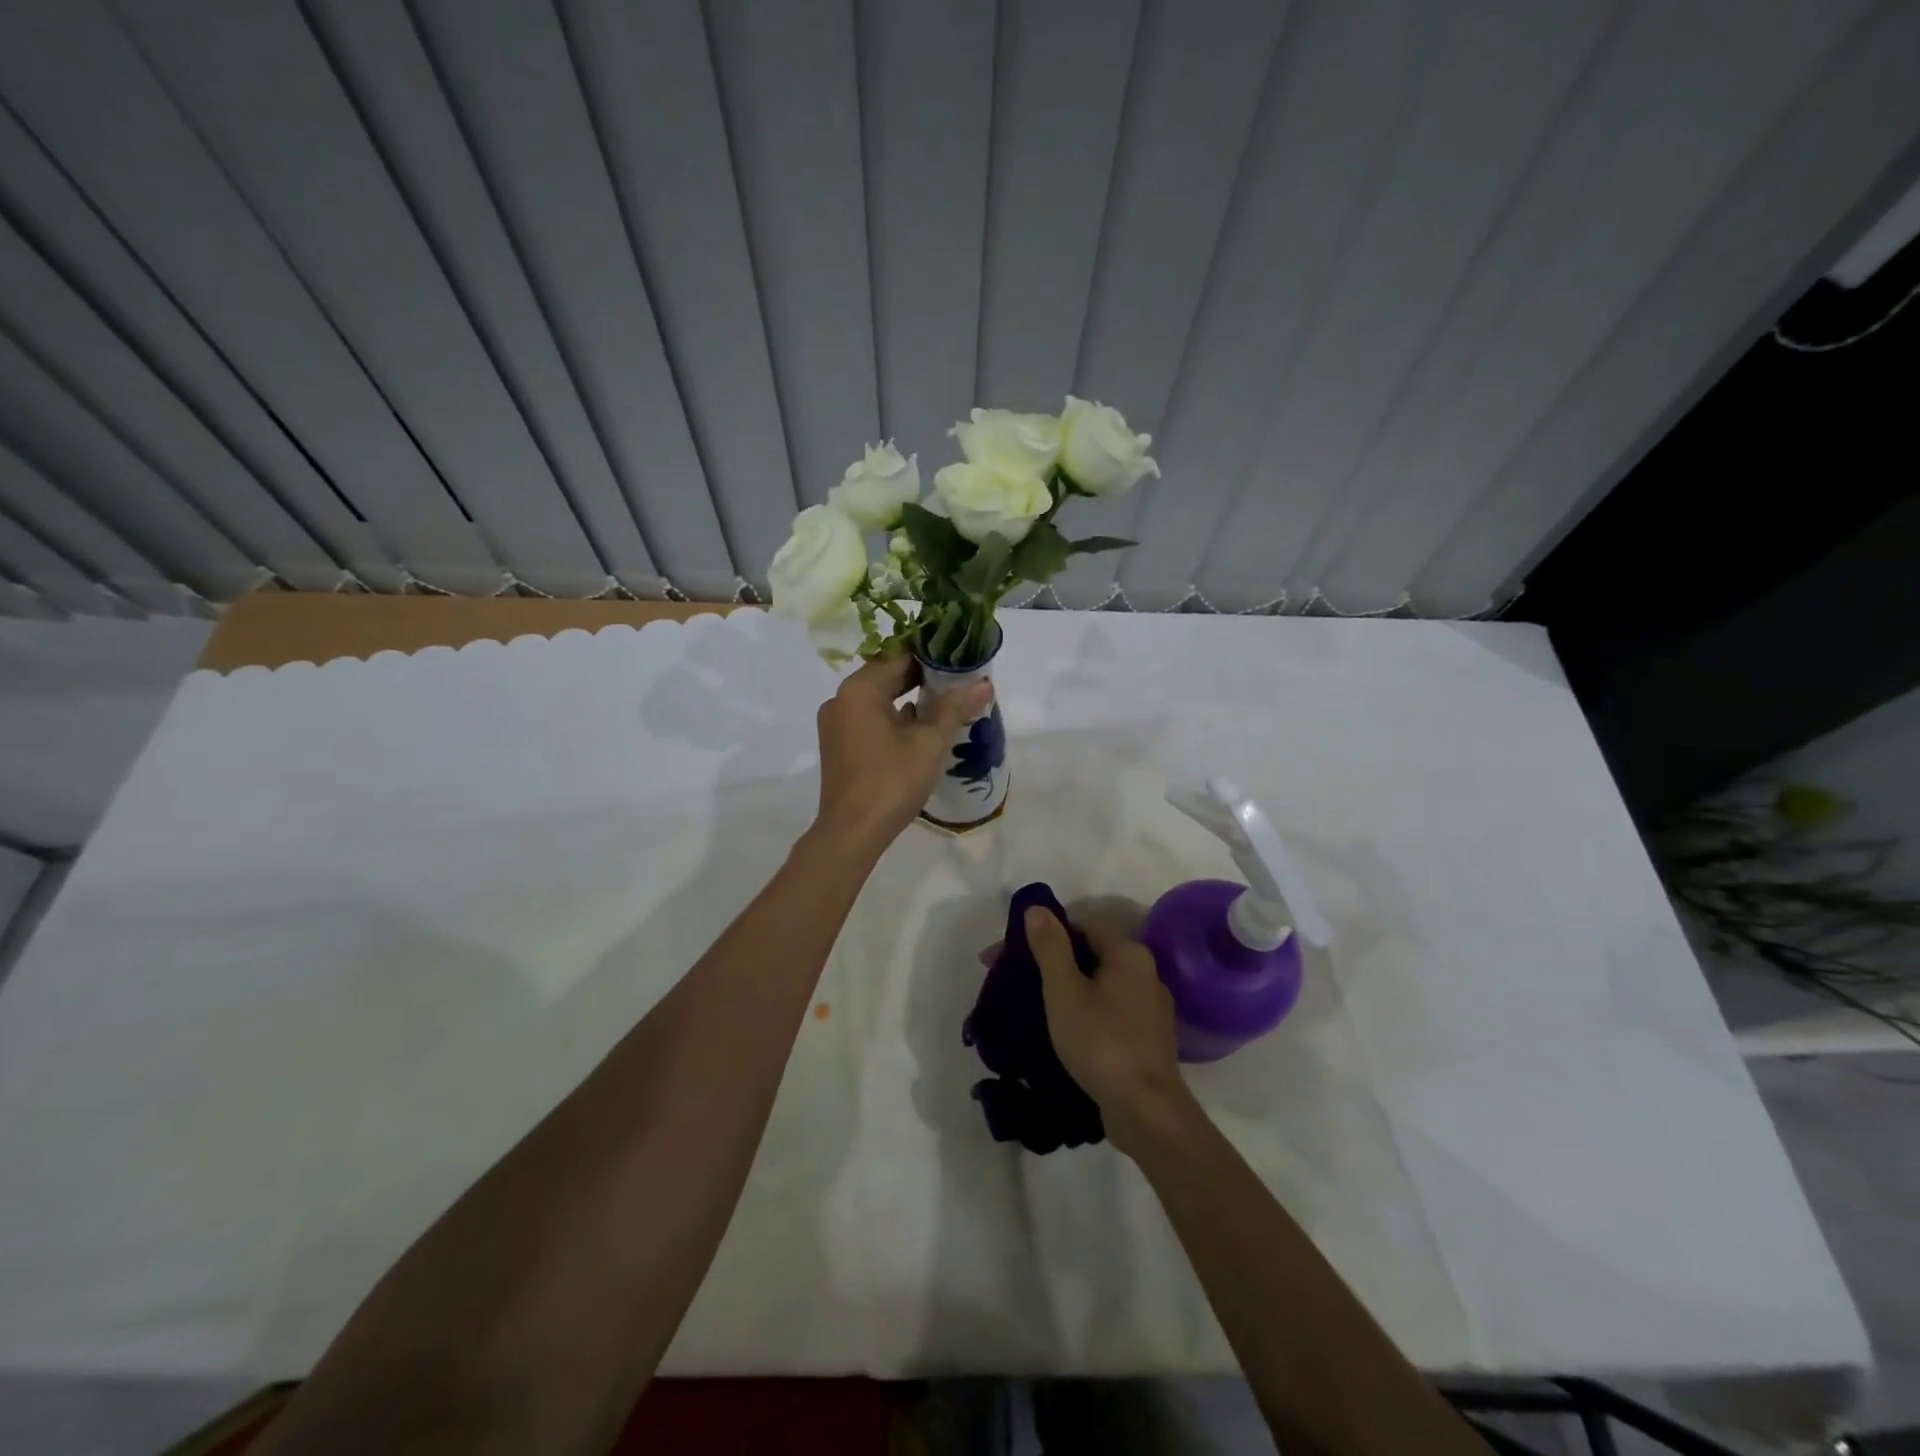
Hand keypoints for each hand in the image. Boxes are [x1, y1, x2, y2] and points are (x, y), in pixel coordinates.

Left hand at [813, 655, 991, 852]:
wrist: (852, 833)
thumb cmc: (891, 781)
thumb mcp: (929, 742)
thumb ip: (955, 708)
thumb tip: (984, 683)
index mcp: (859, 690)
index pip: (898, 656)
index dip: (931, 655)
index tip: (959, 658)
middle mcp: (841, 699)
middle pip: (886, 675)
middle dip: (922, 677)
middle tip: (959, 680)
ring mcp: (836, 723)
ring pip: (878, 698)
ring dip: (909, 698)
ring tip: (946, 703)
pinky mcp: (838, 744)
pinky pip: (869, 718)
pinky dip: (893, 717)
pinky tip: (920, 728)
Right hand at [1026, 909, 1194, 1156]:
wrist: (1146, 1111)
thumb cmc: (1101, 1041)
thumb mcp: (1065, 990)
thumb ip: (1050, 946)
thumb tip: (1037, 908)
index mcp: (1129, 953)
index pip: (1083, 924)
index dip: (1044, 932)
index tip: (1010, 954)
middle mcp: (1146, 972)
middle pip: (1091, 953)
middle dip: (1051, 961)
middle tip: (1013, 979)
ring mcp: (1150, 1007)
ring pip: (1100, 984)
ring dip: (1067, 988)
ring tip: (1033, 1006)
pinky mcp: (1148, 1038)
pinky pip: (1109, 1010)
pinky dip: (1085, 1011)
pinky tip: (1064, 1030)